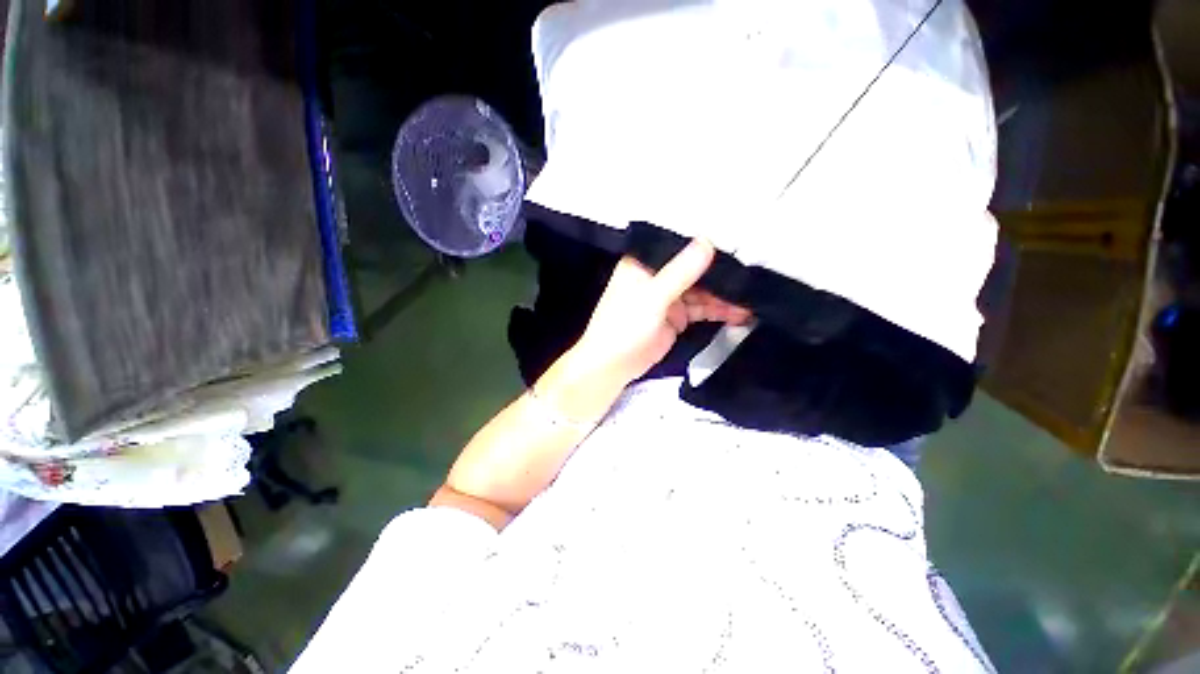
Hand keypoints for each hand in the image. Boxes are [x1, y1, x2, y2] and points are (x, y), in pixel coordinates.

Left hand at [570, 239, 750, 388]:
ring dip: (723, 295)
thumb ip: (680, 271)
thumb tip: (708, 241)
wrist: (613, 366)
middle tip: (753, 275)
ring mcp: (668, 297)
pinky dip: (718, 310)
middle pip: (695, 269)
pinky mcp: (676, 317)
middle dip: (721, 274)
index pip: (679, 246)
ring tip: (752, 298)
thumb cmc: (624, 326)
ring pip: (701, 291)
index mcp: (645, 263)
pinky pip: (701, 309)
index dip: (706, 244)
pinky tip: (739, 312)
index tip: (739, 240)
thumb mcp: (652, 297)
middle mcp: (658, 276)